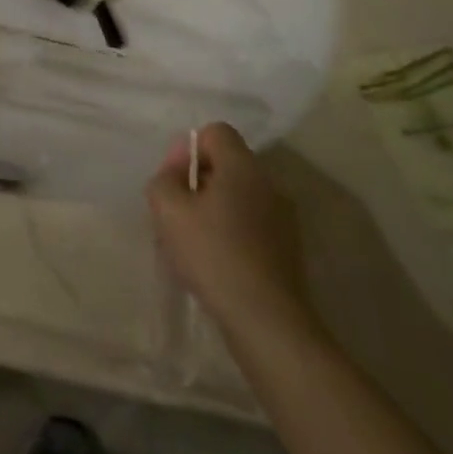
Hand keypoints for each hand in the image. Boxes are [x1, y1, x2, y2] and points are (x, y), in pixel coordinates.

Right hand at [146, 123, 313, 341]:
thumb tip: (178, 171)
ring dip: (213, 209)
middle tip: (177, 212)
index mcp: (243, 167)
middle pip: (227, 165)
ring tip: (192, 242)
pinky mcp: (288, 250)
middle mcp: (269, 185)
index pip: (215, 132)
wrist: (267, 321)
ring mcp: (283, 219)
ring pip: (238, 197)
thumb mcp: (168, 209)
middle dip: (198, 181)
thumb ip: (164, 178)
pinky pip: (251, 224)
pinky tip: (215, 262)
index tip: (175, 180)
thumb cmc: (213, 254)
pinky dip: (231, 233)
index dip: (189, 149)